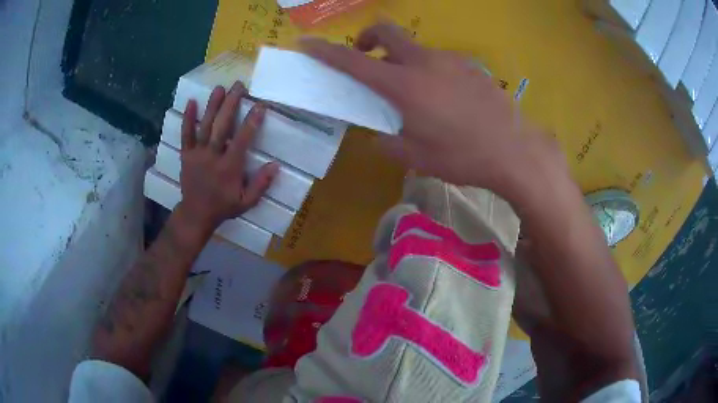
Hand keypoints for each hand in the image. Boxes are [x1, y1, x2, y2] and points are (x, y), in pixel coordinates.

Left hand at [178, 82, 278, 229]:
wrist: (196, 214)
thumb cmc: (223, 207)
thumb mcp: (246, 202)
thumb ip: (260, 184)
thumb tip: (275, 165)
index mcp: (229, 168)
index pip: (242, 140)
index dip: (252, 121)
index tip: (260, 105)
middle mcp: (212, 156)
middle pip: (222, 126)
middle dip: (231, 104)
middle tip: (239, 86)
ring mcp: (197, 154)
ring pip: (205, 126)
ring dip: (212, 106)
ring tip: (220, 88)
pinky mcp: (186, 154)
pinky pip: (186, 134)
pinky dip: (188, 118)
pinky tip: (191, 101)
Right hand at [300, 23, 562, 196]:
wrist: (514, 151)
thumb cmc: (462, 157)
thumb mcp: (416, 158)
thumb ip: (389, 142)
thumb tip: (380, 135)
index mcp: (404, 85)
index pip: (353, 61)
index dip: (325, 51)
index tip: (307, 43)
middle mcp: (424, 63)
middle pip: (387, 30)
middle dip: (366, 36)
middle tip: (365, 54)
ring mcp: (451, 60)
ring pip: (416, 48)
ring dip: (403, 60)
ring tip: (416, 93)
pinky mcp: (472, 66)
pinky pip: (441, 61)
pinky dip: (431, 71)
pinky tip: (447, 98)